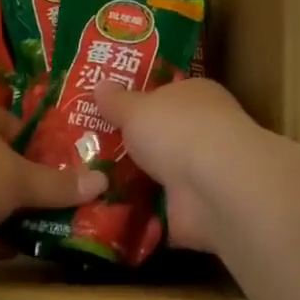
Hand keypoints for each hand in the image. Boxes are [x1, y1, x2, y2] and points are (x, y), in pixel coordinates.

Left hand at [0, 107, 104, 267]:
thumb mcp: (20, 179)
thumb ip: (59, 184)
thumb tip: (103, 180)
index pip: (10, 124)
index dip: (35, 142)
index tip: (60, 165)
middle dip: (22, 183)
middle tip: (55, 201)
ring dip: (3, 215)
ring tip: (42, 230)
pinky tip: (12, 254)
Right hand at [92, 79, 262, 252]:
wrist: (213, 187)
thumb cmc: (177, 130)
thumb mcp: (136, 108)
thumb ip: (117, 101)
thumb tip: (100, 85)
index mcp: (197, 96)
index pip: (167, 95)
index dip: (139, 102)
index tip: (106, 112)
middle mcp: (204, 132)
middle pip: (162, 137)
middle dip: (133, 146)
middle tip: (86, 151)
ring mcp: (202, 174)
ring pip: (161, 175)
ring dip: (134, 182)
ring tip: (88, 184)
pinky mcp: (195, 211)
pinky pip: (159, 211)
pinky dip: (139, 214)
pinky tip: (106, 213)